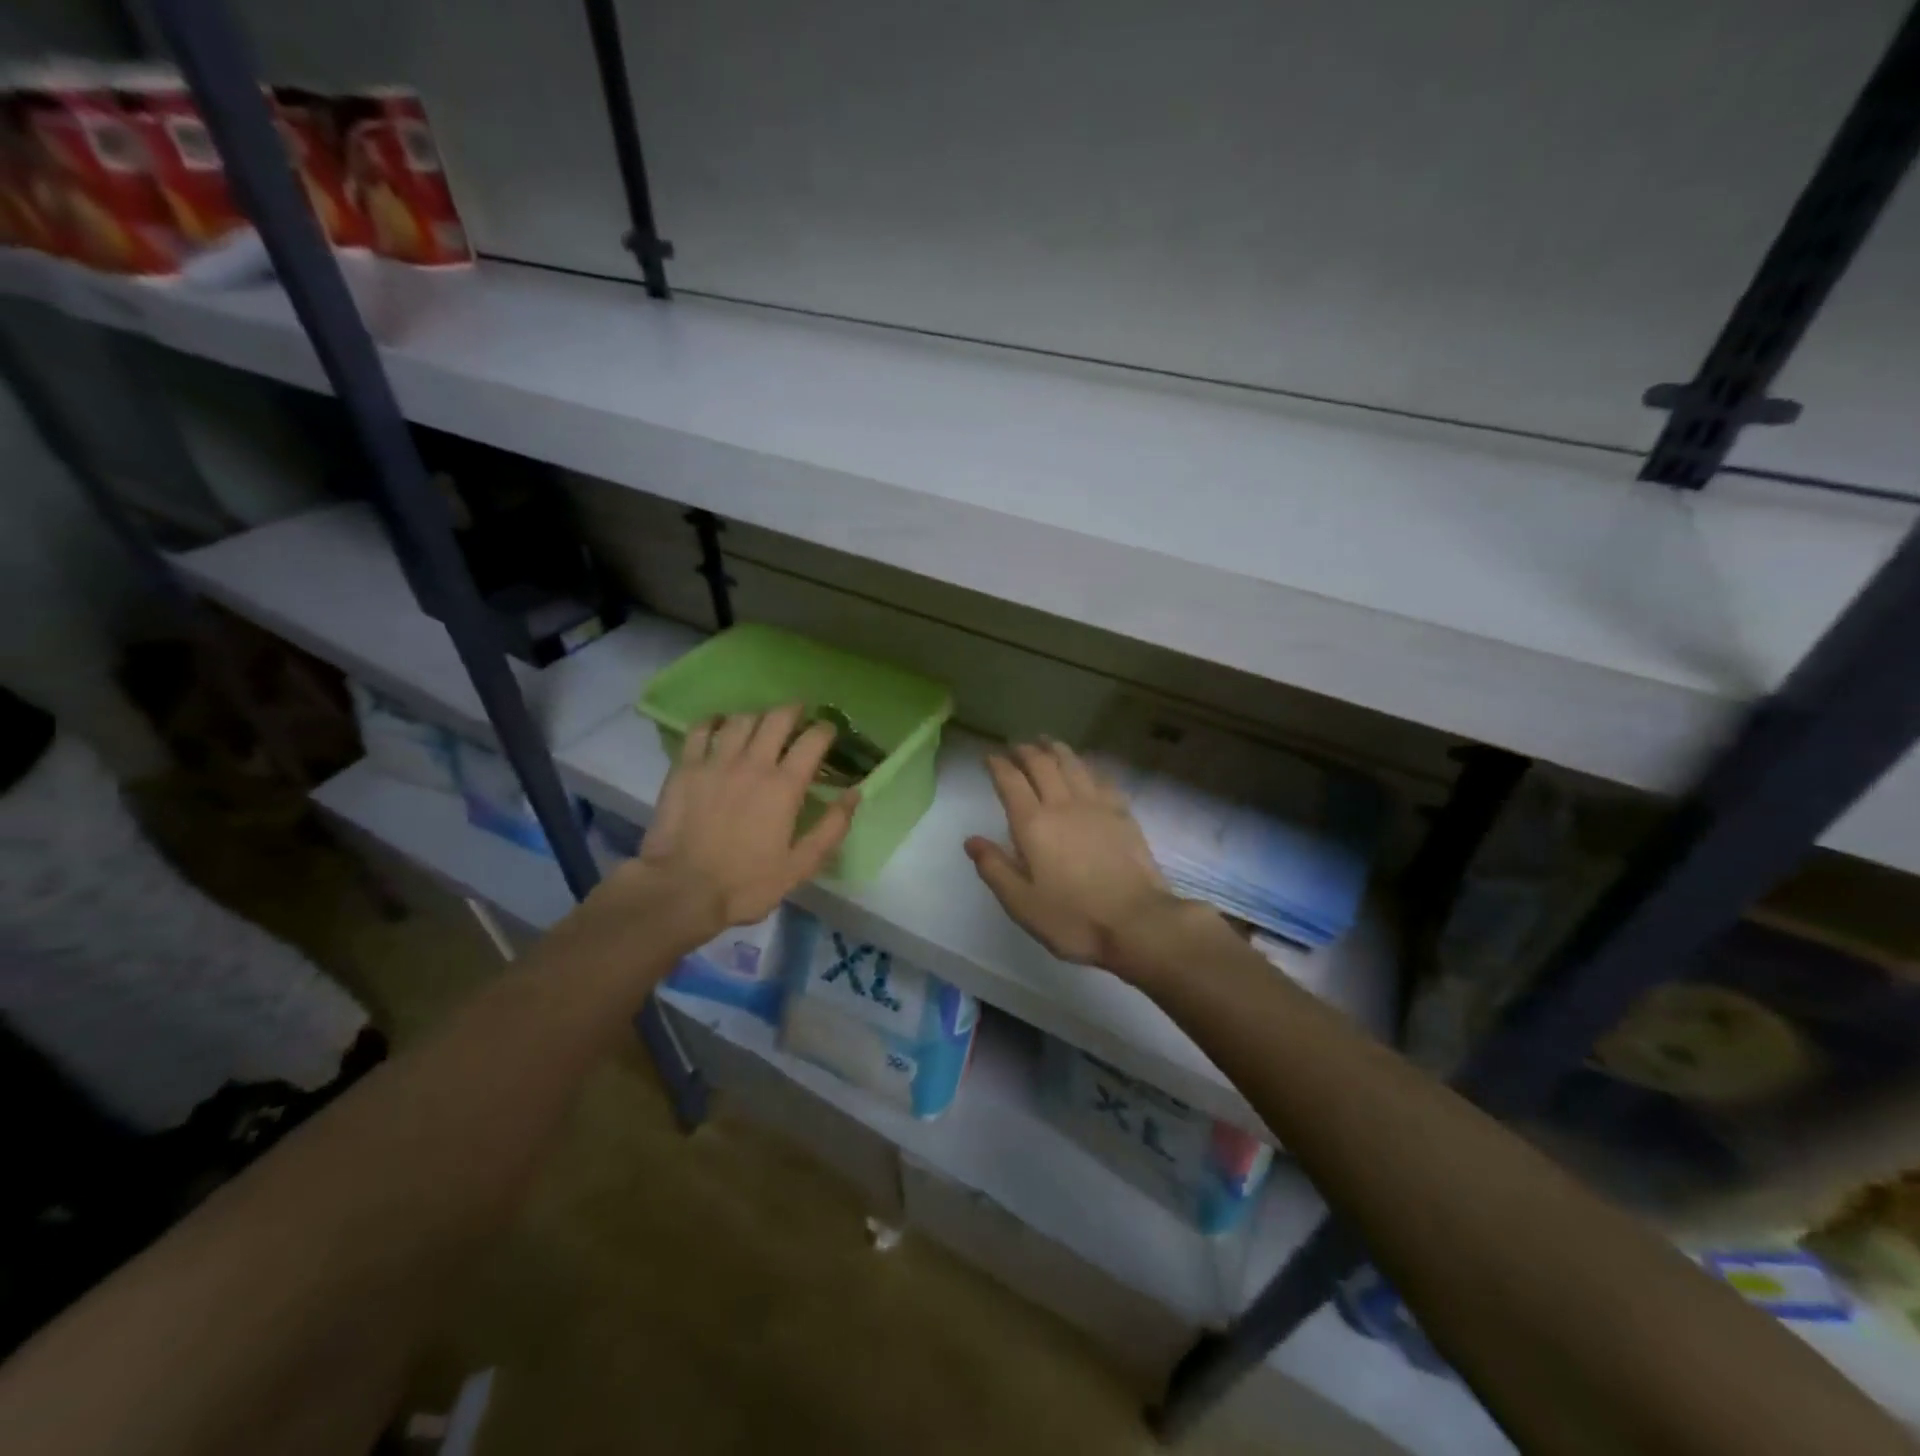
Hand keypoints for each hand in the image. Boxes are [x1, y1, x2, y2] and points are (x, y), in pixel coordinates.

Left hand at [628, 704, 858, 937]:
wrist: (682, 890)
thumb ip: (832, 827)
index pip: (812, 740)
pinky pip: (701, 730)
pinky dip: (715, 722)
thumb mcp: (801, 865)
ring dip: (758, 716)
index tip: (828, 732)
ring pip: (741, 719)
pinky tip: (720, 726)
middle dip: (793, 711)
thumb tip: (854, 793)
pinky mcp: (685, 768)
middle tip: (798, 716)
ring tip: (762, 723)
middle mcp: (753, 763)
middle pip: (777, 718)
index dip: (825, 730)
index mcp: (785, 786)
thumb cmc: (747, 883)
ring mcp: (716, 762)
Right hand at [965, 738, 1192, 984]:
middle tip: (1016, 746)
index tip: (989, 756)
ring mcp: (1096, 806)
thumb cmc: (1073, 919)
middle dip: (1025, 751)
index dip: (997, 764)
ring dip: (1056, 749)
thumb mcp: (1021, 903)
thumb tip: (972, 840)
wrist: (1137, 922)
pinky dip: (1088, 766)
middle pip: (1042, 764)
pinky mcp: (1123, 814)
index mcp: (1033, 824)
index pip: (1010, 781)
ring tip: (1047, 742)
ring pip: (1073, 764)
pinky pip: (1101, 778)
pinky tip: (1087, 768)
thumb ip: (994, 868)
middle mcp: (1063, 804)